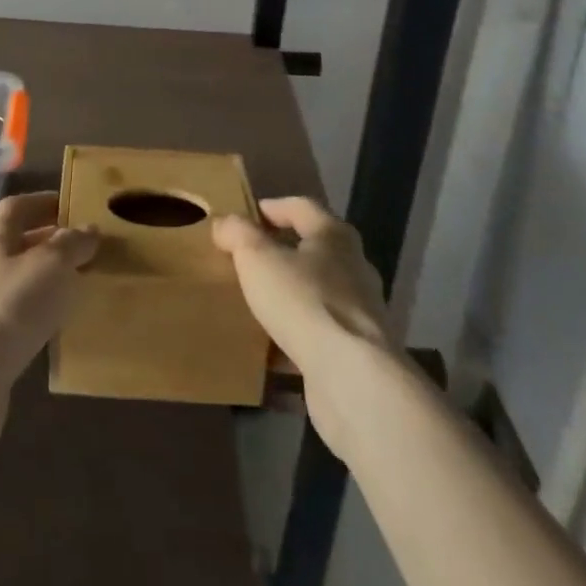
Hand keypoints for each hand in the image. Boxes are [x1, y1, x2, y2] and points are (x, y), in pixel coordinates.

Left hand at [0, 192, 96, 451]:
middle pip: (18, 243)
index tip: (74, 206)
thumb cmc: (9, 307)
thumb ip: (72, 244)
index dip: (44, 202)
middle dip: (51, 242)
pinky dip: (41, 313)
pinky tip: (62, 325)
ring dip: (48, 280)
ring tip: (82, 285)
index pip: (17, 207)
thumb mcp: (50, 265)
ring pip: (20, 281)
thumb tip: (89, 229)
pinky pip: (19, 316)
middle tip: (87, 247)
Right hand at [212, 197, 393, 452]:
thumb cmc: (303, 301)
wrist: (352, 379)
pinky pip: (320, 336)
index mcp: (334, 236)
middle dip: (282, 253)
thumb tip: (225, 223)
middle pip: (314, 250)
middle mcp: (354, 268)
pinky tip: (270, 351)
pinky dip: (296, 339)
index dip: (271, 207)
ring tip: (256, 304)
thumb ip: (237, 233)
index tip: (245, 218)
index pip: (301, 207)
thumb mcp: (257, 257)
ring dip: (290, 297)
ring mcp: (360, 313)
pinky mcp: (357, 353)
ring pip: (317, 295)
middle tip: (248, 260)